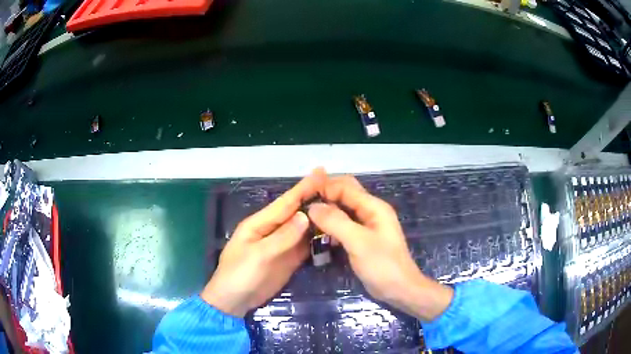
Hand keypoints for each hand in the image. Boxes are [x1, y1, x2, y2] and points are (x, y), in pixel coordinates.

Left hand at [201, 169, 325, 317]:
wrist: (234, 301)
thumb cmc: (239, 275)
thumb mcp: (258, 255)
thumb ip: (282, 237)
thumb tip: (304, 215)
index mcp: (260, 223)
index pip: (286, 202)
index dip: (304, 187)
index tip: (322, 172)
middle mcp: (273, 230)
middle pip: (297, 212)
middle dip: (315, 198)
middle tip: (337, 187)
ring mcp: (282, 245)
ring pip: (304, 228)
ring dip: (320, 218)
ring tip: (340, 206)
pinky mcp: (289, 259)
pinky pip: (305, 246)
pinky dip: (318, 239)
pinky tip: (332, 233)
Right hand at [308, 176, 453, 321]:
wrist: (399, 290)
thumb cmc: (382, 265)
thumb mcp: (358, 242)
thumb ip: (335, 222)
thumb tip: (312, 206)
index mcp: (373, 206)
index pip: (345, 187)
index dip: (324, 188)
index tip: (302, 196)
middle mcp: (370, 211)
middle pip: (345, 194)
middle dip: (325, 196)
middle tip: (302, 203)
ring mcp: (367, 226)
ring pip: (343, 210)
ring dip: (327, 211)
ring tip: (305, 217)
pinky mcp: (362, 239)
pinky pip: (344, 225)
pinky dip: (331, 225)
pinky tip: (318, 233)